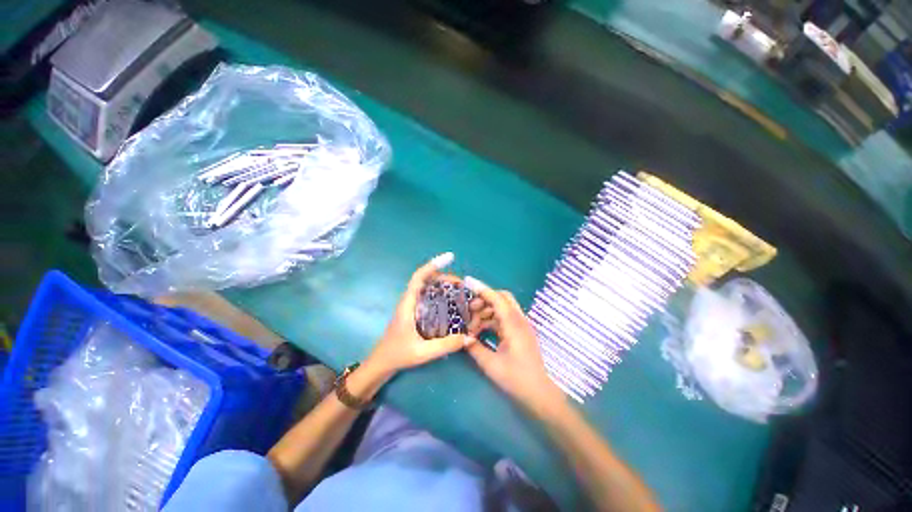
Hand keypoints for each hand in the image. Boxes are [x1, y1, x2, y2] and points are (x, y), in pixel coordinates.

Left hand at [366, 253, 475, 376]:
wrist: (381, 363)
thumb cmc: (397, 354)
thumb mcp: (422, 352)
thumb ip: (445, 346)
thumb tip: (469, 338)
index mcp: (408, 304)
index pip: (419, 277)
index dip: (433, 264)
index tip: (449, 257)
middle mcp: (410, 301)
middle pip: (427, 280)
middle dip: (445, 277)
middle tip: (463, 284)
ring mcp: (412, 306)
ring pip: (429, 288)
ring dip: (444, 285)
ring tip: (461, 291)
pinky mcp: (415, 312)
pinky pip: (430, 297)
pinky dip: (441, 295)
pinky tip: (453, 304)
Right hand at [463, 277, 566, 417]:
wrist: (540, 395)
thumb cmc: (517, 379)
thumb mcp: (491, 365)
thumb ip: (475, 348)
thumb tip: (463, 338)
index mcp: (513, 324)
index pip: (497, 298)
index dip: (482, 289)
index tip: (467, 282)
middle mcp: (519, 320)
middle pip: (502, 298)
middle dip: (484, 299)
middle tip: (469, 310)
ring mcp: (521, 326)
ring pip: (502, 308)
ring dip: (487, 312)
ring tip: (472, 326)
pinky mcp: (520, 333)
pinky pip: (504, 319)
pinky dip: (491, 321)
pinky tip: (481, 332)